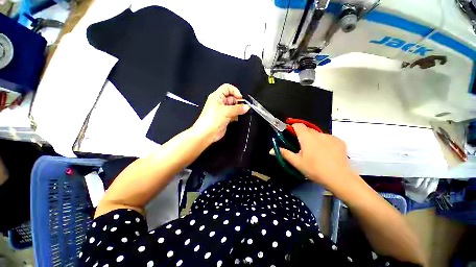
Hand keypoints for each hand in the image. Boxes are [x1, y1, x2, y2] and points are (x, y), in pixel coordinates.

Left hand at [191, 84, 249, 142]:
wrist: (206, 134)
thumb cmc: (212, 120)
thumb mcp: (226, 111)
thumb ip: (238, 108)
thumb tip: (247, 107)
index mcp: (217, 96)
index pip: (227, 88)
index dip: (235, 91)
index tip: (240, 98)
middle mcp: (219, 102)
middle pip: (232, 98)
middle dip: (238, 102)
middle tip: (243, 107)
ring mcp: (222, 110)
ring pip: (233, 107)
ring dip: (238, 110)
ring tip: (241, 113)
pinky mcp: (225, 117)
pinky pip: (233, 114)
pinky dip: (236, 115)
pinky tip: (237, 118)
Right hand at [277, 123, 353, 187]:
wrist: (339, 178)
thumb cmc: (314, 169)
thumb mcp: (297, 162)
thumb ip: (285, 154)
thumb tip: (272, 150)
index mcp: (306, 137)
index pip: (298, 125)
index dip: (293, 127)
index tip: (290, 133)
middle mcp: (318, 134)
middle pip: (307, 129)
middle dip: (303, 135)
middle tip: (301, 146)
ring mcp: (330, 137)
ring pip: (318, 134)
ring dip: (314, 139)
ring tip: (315, 152)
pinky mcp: (339, 141)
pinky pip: (328, 138)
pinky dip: (324, 142)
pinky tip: (326, 153)